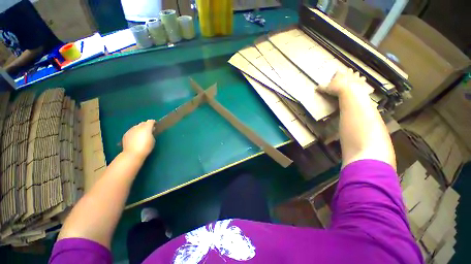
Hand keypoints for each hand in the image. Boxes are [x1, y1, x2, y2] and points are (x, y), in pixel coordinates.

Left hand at [122, 120, 155, 159]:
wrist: (133, 154)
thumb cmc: (146, 147)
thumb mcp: (153, 140)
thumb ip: (151, 133)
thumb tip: (150, 131)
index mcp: (146, 128)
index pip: (150, 121)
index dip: (153, 122)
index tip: (155, 125)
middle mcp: (138, 127)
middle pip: (143, 123)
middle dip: (146, 125)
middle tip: (149, 129)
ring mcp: (131, 130)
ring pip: (136, 126)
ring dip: (140, 128)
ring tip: (142, 134)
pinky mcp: (126, 134)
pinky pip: (132, 131)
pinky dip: (135, 132)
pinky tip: (136, 137)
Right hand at [318, 69, 368, 96]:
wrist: (349, 92)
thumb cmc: (336, 89)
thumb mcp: (326, 89)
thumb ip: (321, 87)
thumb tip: (315, 87)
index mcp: (340, 75)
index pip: (338, 72)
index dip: (337, 73)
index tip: (337, 74)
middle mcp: (348, 74)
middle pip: (349, 71)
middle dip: (349, 72)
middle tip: (348, 73)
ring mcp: (356, 78)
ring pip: (357, 75)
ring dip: (357, 76)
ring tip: (357, 77)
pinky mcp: (362, 83)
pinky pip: (363, 81)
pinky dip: (363, 82)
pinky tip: (363, 83)